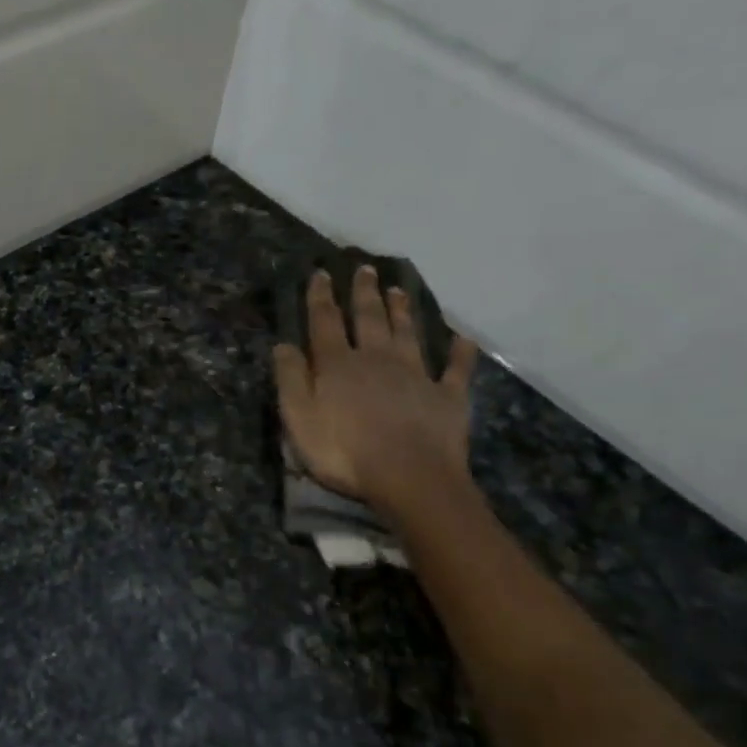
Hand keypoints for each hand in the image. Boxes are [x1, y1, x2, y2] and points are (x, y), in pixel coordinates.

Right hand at [273, 266, 478, 516]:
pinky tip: (464, 339)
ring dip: (402, 311)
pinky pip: (456, 369)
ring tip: (399, 289)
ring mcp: (416, 375)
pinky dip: (460, 353)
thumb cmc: (344, 452)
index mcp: (338, 365)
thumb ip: (291, 379)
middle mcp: (377, 359)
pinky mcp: (447, 396)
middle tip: (365, 269)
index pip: (325, 322)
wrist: (410, 477)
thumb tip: (283, 344)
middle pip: (369, 318)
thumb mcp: (299, 418)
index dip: (320, 297)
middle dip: (364, 293)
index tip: (321, 272)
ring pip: (407, 334)